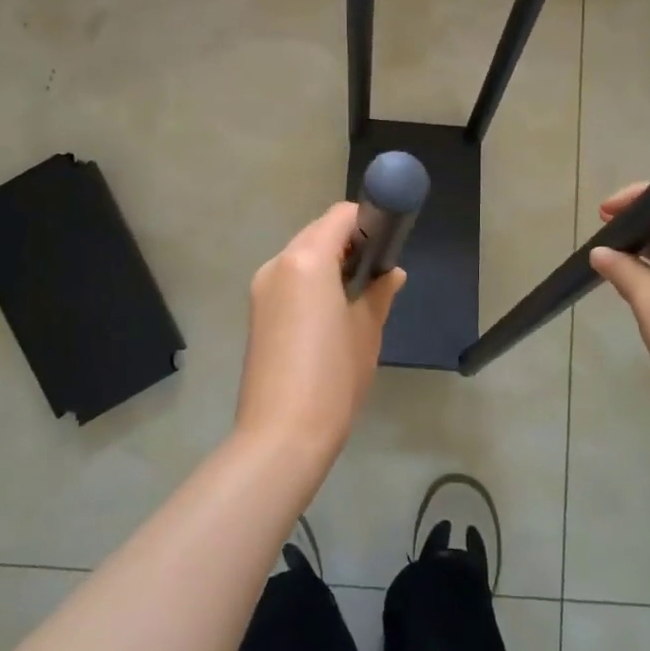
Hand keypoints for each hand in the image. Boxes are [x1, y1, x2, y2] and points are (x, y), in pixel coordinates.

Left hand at [236, 201, 403, 464]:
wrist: (282, 434)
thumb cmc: (333, 376)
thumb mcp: (367, 330)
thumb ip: (379, 292)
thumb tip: (392, 273)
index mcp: (307, 259)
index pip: (341, 216)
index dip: (368, 222)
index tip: (388, 245)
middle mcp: (278, 263)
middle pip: (318, 232)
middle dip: (349, 243)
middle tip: (376, 273)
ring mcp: (262, 288)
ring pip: (301, 255)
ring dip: (329, 262)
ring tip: (356, 296)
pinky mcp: (256, 311)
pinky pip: (289, 279)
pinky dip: (311, 281)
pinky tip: (331, 313)